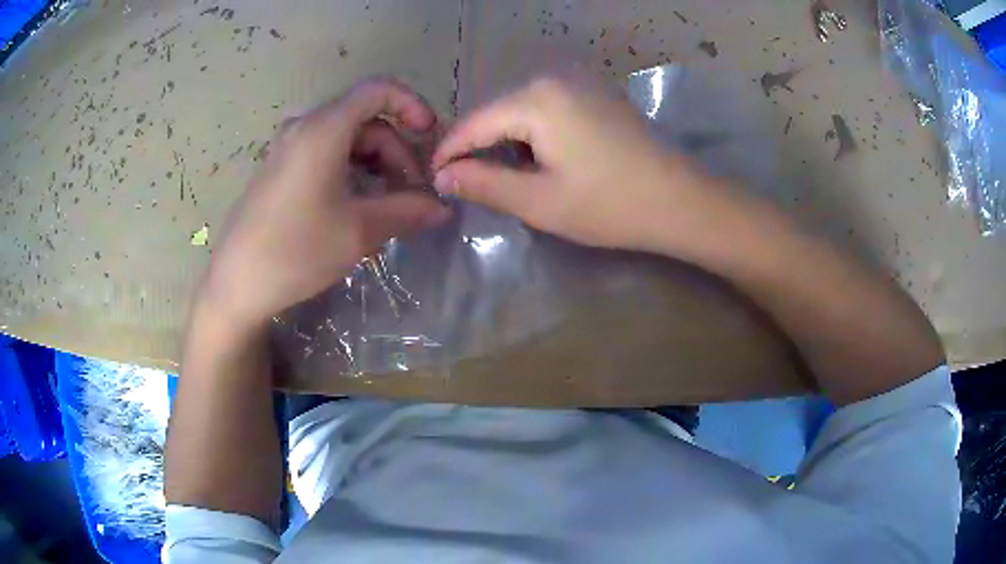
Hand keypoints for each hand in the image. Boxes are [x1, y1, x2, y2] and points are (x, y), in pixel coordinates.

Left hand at [199, 78, 449, 329]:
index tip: (430, 138)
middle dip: (397, 152)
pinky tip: (358, 208)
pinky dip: (352, 173)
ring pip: (347, 140)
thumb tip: (443, 208)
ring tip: (389, 207)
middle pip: (365, 121)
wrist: (237, 284)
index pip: (378, 90)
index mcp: (323, 129)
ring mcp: (288, 149)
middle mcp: (304, 128)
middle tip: (413, 196)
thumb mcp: (360, 230)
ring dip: (377, 166)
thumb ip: (408, 210)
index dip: (412, 106)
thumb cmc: (297, 250)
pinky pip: (326, 156)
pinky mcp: (280, 171)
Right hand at [432, 74, 719, 253]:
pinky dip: (533, 134)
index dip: (448, 153)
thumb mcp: (539, 201)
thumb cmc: (611, 205)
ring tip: (501, 178)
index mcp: (536, 99)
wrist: (683, 200)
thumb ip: (484, 184)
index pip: (473, 123)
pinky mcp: (597, 94)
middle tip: (466, 185)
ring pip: (521, 110)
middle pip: (496, 112)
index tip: (433, 180)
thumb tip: (443, 175)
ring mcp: (579, 83)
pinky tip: (539, 160)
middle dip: (477, 147)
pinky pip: (547, 109)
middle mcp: (554, 79)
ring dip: (505, 142)